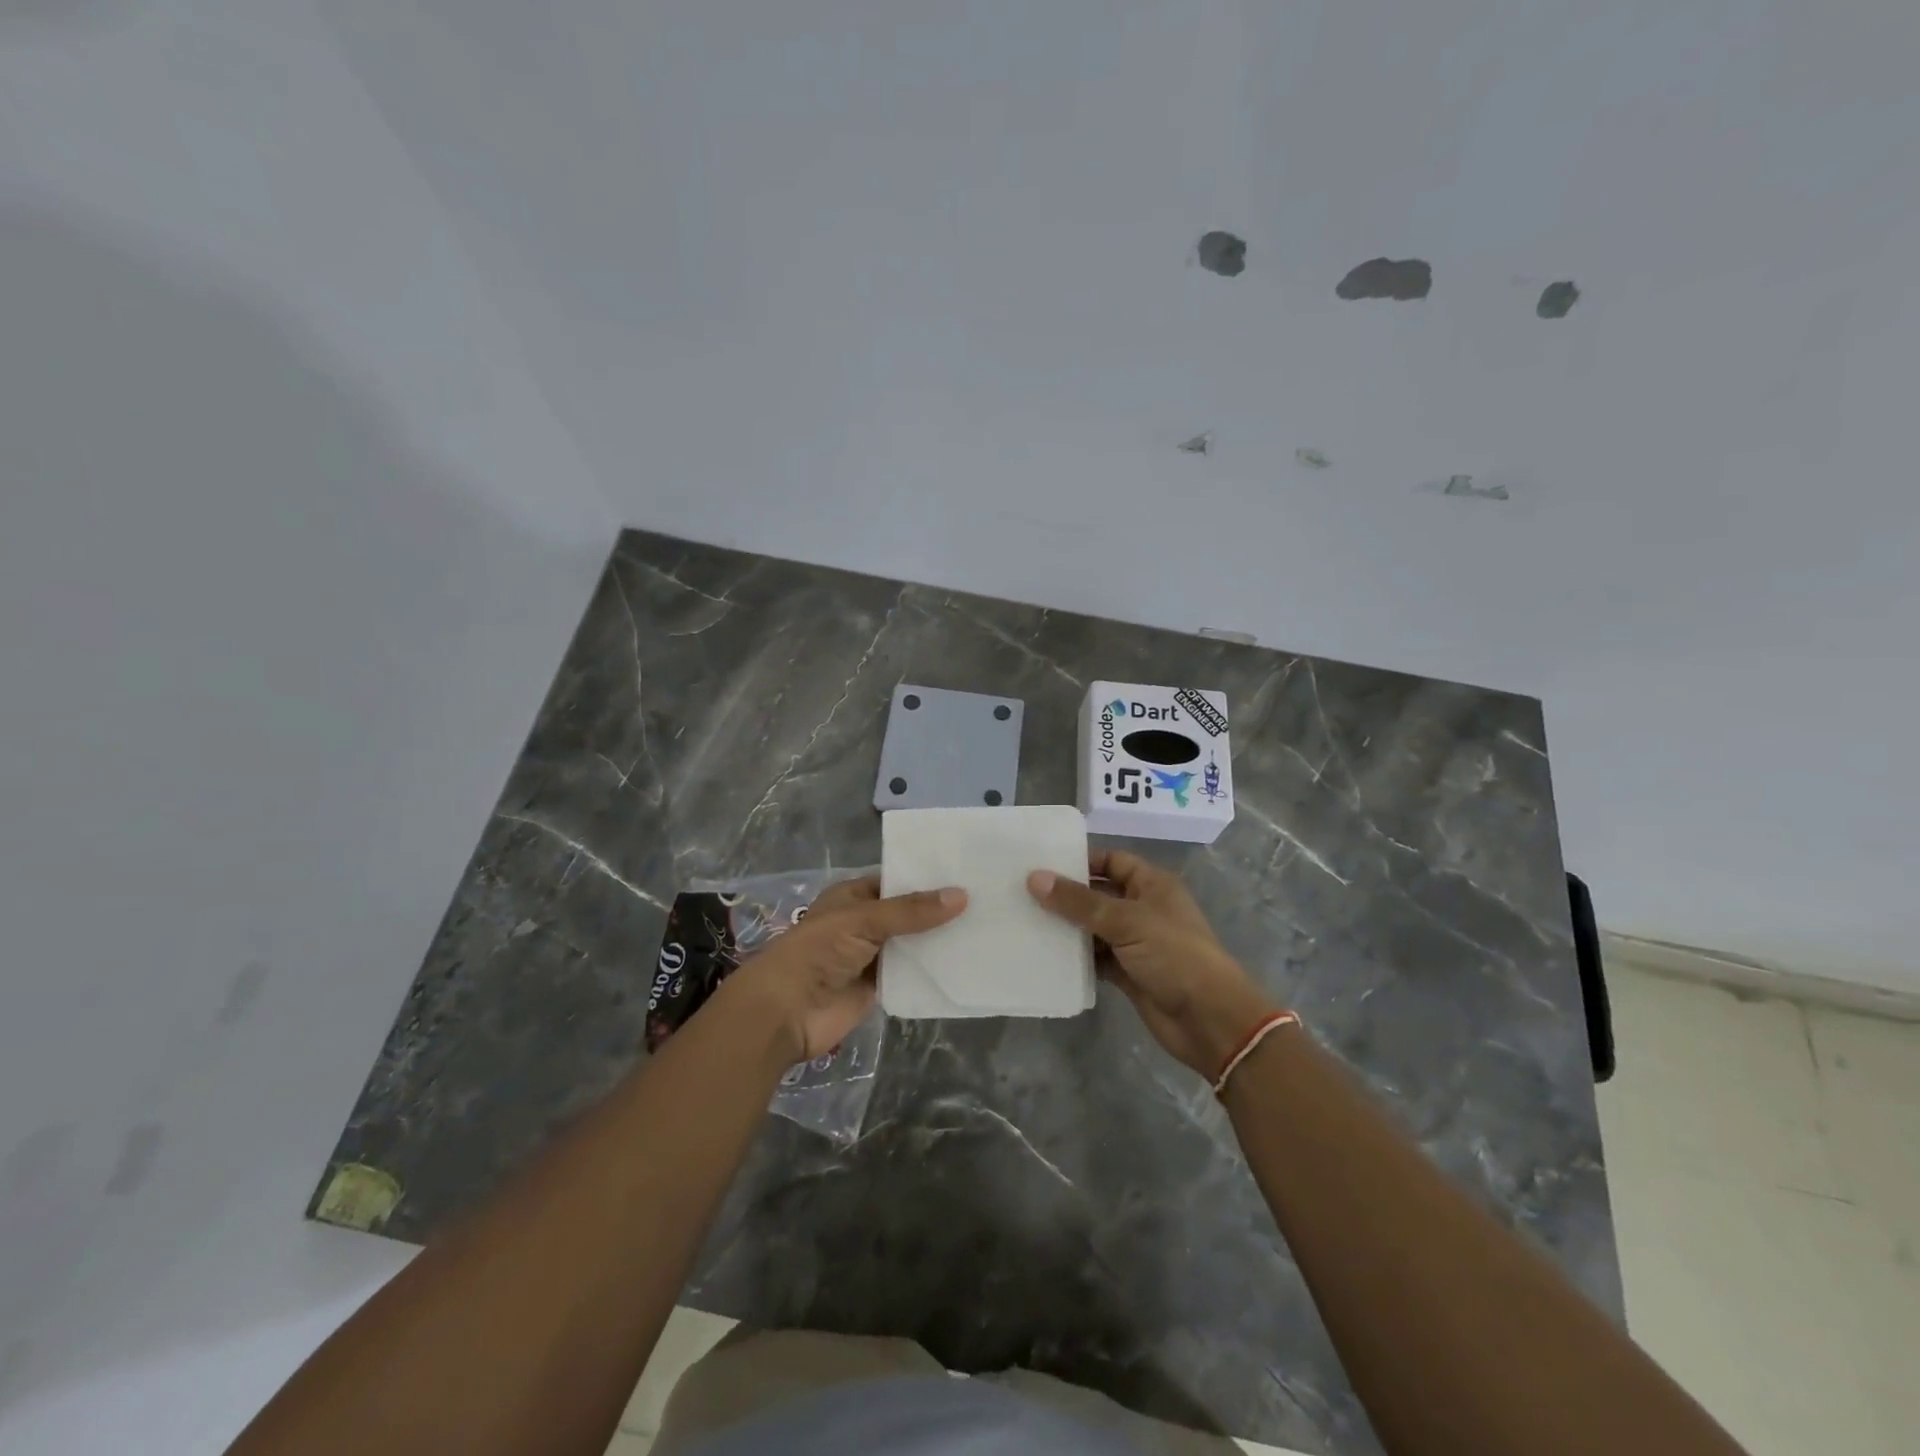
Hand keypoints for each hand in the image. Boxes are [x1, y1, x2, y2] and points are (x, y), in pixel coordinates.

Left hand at [719, 876, 965, 1062]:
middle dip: (939, 910)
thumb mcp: (865, 920)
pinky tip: (966, 963)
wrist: (786, 1012)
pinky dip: (933, 970)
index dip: (927, 877)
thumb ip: (912, 911)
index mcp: (854, 897)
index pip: (896, 880)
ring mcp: (872, 956)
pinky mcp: (879, 987)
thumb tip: (962, 895)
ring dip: (939, 941)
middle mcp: (864, 923)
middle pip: (908, 913)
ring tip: (986, 928)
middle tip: (987, 900)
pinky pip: (911, 974)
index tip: (967, 873)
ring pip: (912, 944)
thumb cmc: (818, 951)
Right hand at [1028, 850, 1277, 1076]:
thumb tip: (1034, 878)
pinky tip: (1045, 955)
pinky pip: (1096, 958)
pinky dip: (1076, 958)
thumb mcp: (1126, 921)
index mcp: (1152, 885)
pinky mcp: (1128, 973)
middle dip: (1066, 895)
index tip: (1042, 862)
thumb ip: (1079, 902)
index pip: (1112, 860)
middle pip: (1099, 894)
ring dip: (1067, 928)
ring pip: (1094, 928)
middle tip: (1021, 891)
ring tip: (1024, 920)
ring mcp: (1136, 943)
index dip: (1081, 860)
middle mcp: (1143, 909)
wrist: (1210, 1020)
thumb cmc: (1174, 956)